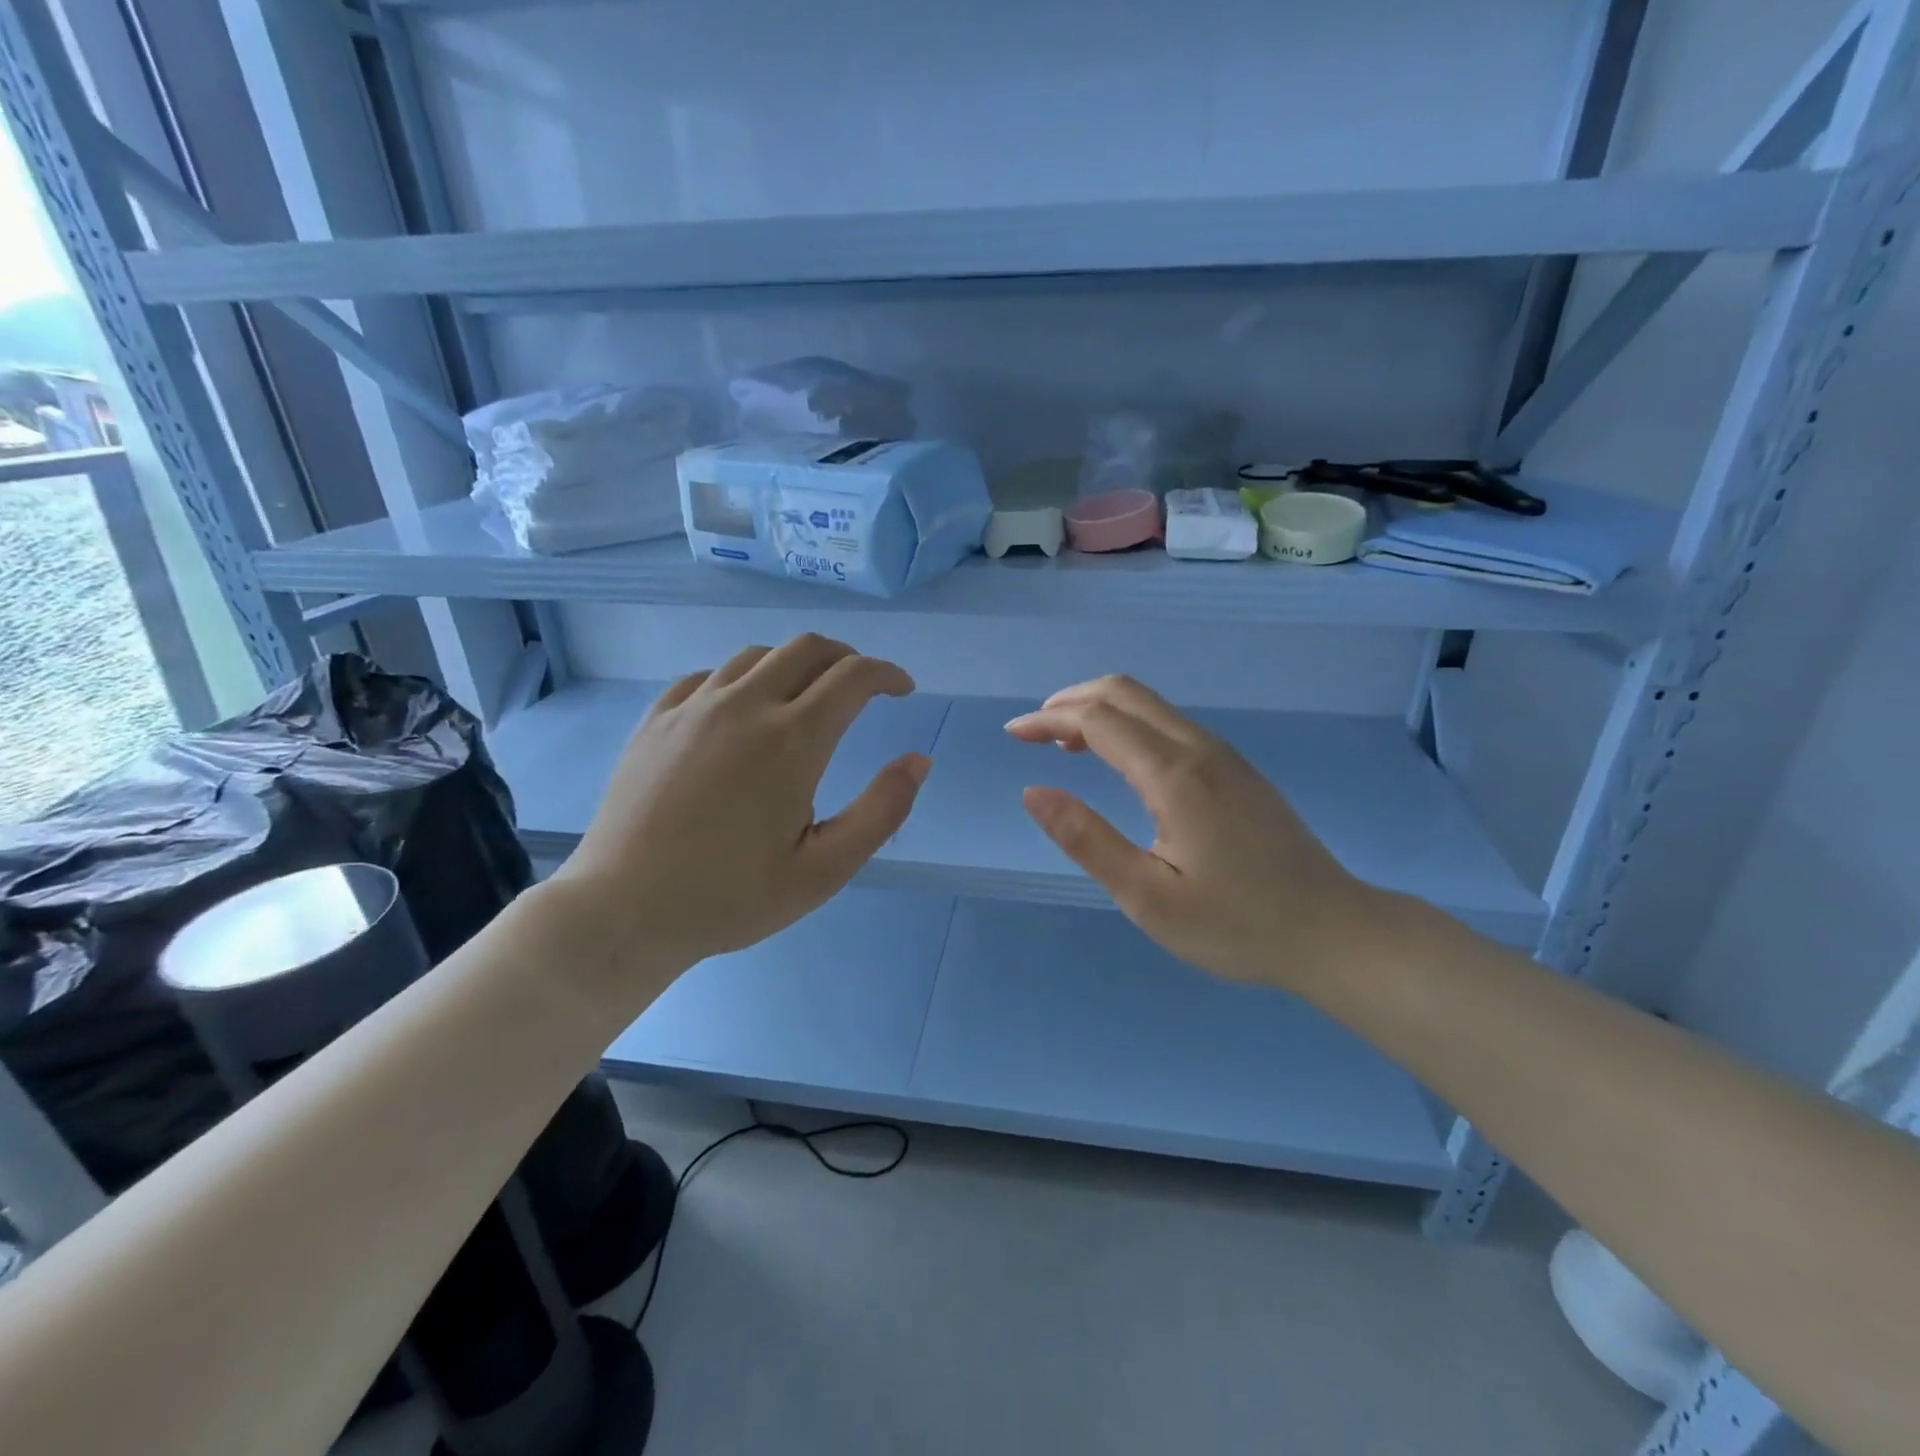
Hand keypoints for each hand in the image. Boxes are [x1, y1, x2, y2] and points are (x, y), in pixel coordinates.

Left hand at [547, 635, 928, 982]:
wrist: (623, 911)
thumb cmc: (731, 897)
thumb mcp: (824, 870)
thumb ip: (881, 812)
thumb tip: (919, 760)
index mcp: (792, 740)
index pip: (854, 676)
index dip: (887, 674)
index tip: (902, 690)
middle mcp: (744, 706)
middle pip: (808, 648)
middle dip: (847, 658)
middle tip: (863, 687)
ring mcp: (694, 707)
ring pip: (757, 654)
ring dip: (795, 663)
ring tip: (806, 695)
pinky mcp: (656, 719)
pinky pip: (710, 675)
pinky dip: (743, 678)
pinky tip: (742, 709)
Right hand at [1006, 675, 1388, 991]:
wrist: (1333, 931)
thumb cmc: (1237, 925)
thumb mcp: (1148, 898)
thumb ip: (1086, 840)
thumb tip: (1033, 792)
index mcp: (1174, 775)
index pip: (1097, 720)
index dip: (1048, 720)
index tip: (1012, 734)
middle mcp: (1200, 748)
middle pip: (1125, 692)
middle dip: (1071, 701)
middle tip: (1034, 732)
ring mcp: (1224, 755)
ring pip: (1151, 705)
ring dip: (1101, 711)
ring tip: (1065, 745)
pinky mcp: (1237, 769)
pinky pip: (1170, 724)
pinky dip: (1130, 725)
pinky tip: (1120, 762)